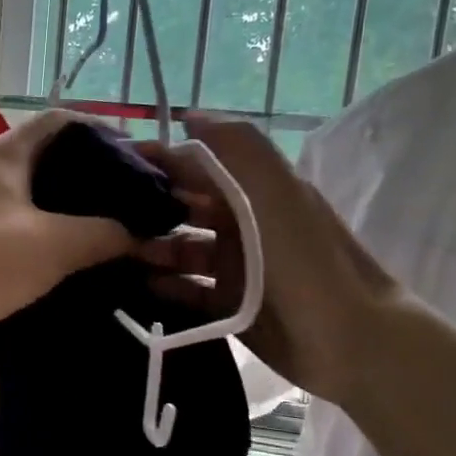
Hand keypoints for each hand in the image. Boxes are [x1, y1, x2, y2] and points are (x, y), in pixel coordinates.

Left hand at [0, 111, 137, 361]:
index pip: (59, 121)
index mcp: (3, 155)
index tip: (139, 154)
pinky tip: (85, 262)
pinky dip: (55, 244)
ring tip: (119, 230)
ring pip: (39, 203)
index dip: (101, 130)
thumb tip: (142, 236)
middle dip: (93, 178)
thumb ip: (106, 234)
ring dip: (75, 215)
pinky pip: (25, 236)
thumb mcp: (57, 243)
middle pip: (50, 162)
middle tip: (135, 198)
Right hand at [137, 116, 403, 408]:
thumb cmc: (305, 260)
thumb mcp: (276, 191)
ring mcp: (238, 267)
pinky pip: (189, 290)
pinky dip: (165, 286)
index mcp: (256, 191)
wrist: (350, 340)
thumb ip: (237, 146)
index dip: (162, 160)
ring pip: (183, 250)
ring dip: (152, 248)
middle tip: (105, 217)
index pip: (200, 164)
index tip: (115, 164)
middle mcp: (244, 224)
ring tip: (117, 255)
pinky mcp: (232, 306)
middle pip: (186, 207)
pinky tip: (137, 286)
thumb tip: (189, 115)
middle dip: (149, 208)